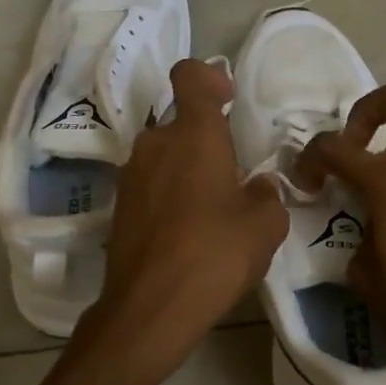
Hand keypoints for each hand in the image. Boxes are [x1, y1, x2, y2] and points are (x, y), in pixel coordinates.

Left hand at [83, 59, 287, 384]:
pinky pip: (151, 183)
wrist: (149, 309)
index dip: (210, 76)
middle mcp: (155, 144)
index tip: (228, 100)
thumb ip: (267, 195)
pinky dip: (169, 194)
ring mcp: (131, 175)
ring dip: (187, 169)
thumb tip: (257, 186)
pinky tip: (187, 232)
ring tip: (212, 211)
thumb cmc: (214, 255)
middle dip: (207, 141)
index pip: (190, 75)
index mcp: (193, 135)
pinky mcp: (119, 205)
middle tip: (233, 177)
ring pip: (165, 155)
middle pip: (181, 123)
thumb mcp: (265, 226)